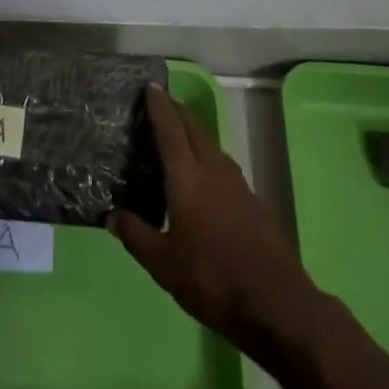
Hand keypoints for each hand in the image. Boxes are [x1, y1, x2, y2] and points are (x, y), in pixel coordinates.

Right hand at [110, 84, 322, 358]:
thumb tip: (112, 216)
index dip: (160, 107)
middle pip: (195, 130)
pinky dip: (208, 157)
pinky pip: (224, 166)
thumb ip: (137, 236)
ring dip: (195, 133)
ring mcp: (238, 184)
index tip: (151, 86)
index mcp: (188, 178)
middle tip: (162, 102)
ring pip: (212, 146)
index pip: (171, 131)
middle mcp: (214, 171)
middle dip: (178, 112)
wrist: (275, 302)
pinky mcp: (253, 201)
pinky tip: (204, 176)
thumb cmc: (212, 279)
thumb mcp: (164, 265)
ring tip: (180, 135)